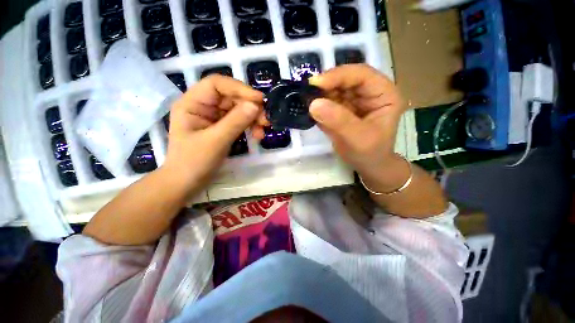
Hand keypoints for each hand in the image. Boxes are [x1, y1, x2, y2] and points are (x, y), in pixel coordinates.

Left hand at [163, 75, 263, 191]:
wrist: (187, 183)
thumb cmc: (194, 162)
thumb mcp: (215, 141)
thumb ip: (235, 121)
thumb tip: (255, 105)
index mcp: (193, 103)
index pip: (217, 84)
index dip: (239, 88)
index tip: (260, 100)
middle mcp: (203, 106)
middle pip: (231, 97)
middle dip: (250, 107)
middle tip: (266, 119)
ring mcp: (214, 117)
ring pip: (238, 109)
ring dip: (253, 118)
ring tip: (264, 129)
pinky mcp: (222, 128)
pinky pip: (239, 121)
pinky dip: (250, 126)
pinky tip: (258, 135)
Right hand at [309, 64, 408, 191]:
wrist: (367, 165)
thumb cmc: (370, 153)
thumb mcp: (358, 138)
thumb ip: (338, 121)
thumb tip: (314, 104)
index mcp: (383, 93)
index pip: (361, 75)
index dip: (339, 75)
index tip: (316, 83)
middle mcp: (369, 92)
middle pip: (345, 79)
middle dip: (326, 85)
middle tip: (307, 91)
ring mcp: (354, 100)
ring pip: (334, 89)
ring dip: (319, 94)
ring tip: (306, 100)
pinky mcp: (341, 109)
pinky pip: (328, 101)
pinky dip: (317, 104)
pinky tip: (310, 109)